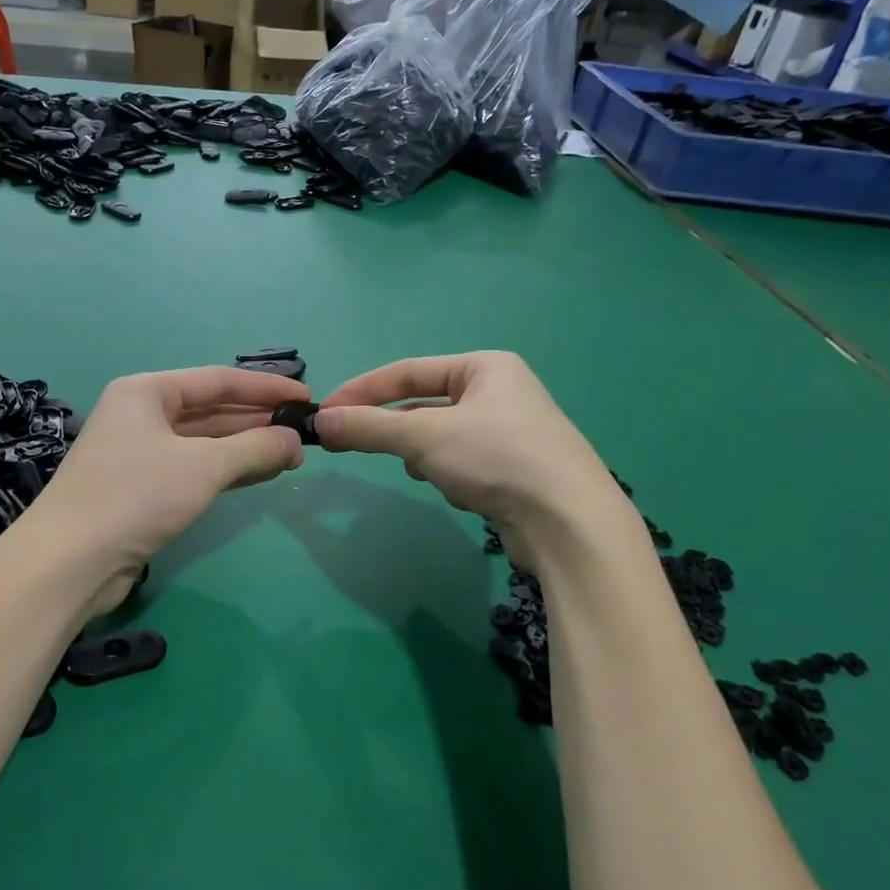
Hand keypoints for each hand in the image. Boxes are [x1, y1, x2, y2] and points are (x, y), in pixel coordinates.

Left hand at [29, 367, 309, 585]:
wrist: (69, 562)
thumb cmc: (136, 496)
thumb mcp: (204, 467)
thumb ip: (254, 448)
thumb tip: (294, 441)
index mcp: (147, 391)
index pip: (218, 380)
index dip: (265, 389)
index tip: (306, 398)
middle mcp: (140, 415)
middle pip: (209, 409)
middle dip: (256, 421)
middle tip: (302, 434)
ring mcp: (138, 453)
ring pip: (202, 441)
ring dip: (244, 447)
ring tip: (289, 456)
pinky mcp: (140, 489)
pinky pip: (192, 468)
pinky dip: (224, 470)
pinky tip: (256, 475)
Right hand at [314, 352, 631, 555]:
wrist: (569, 522)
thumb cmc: (497, 458)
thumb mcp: (424, 437)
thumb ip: (369, 427)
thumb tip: (320, 423)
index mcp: (485, 367)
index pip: (408, 372)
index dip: (362, 390)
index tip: (326, 413)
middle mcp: (501, 393)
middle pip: (424, 407)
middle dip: (396, 430)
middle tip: (355, 446)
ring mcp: (511, 433)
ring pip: (441, 439)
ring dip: (426, 457)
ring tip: (427, 473)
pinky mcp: (515, 471)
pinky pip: (462, 464)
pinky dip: (451, 477)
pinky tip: (462, 493)